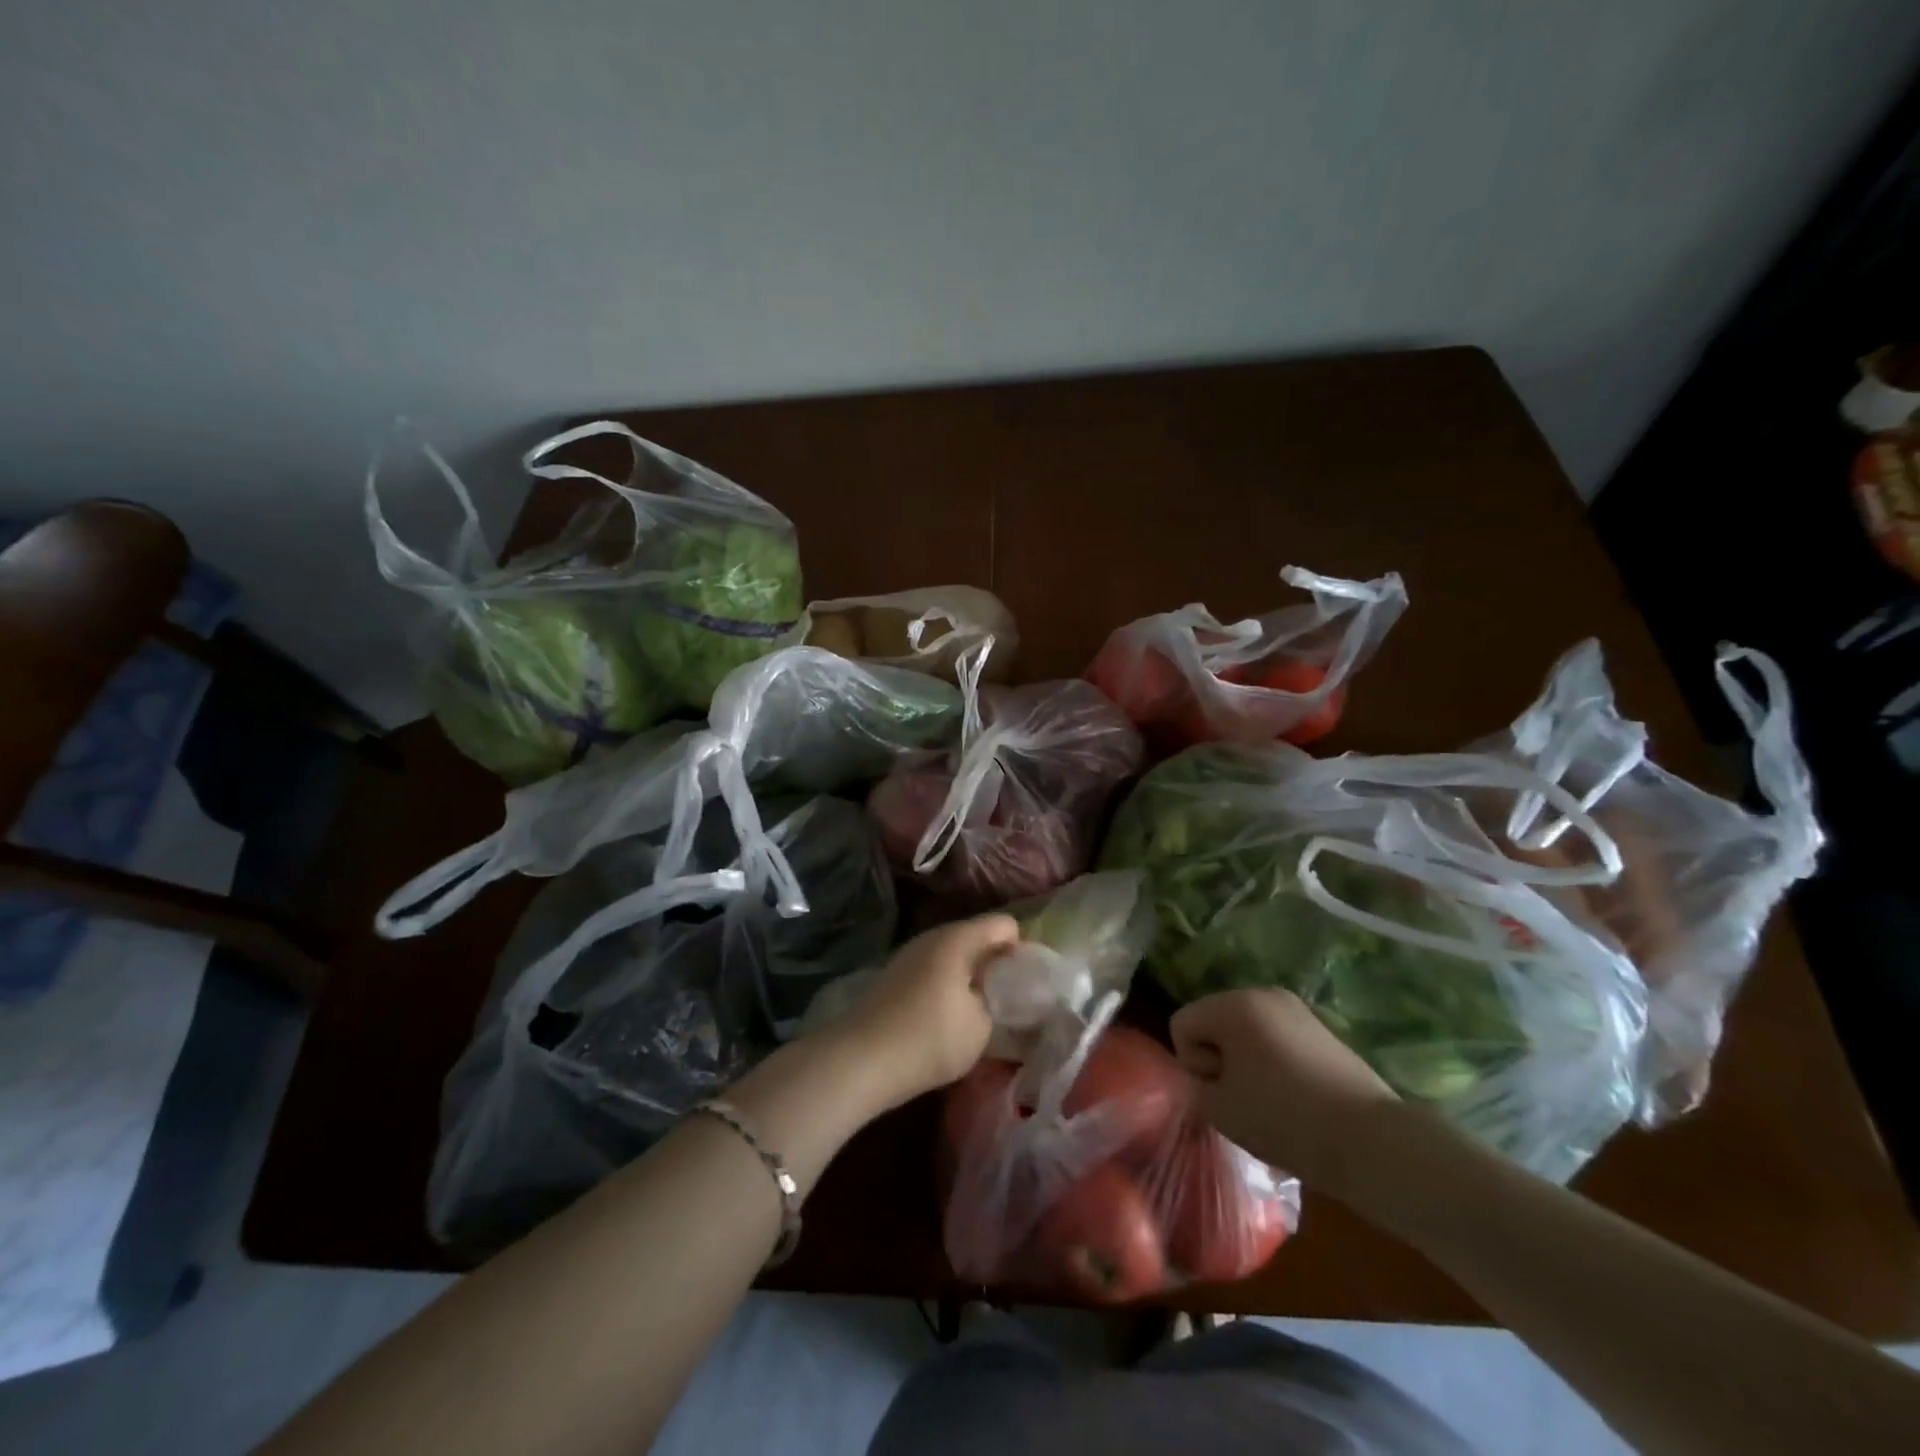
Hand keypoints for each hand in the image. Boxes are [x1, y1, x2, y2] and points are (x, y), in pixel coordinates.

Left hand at [830, 914, 1017, 1111]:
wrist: (861, 1059)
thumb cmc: (930, 1038)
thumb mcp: (982, 1026)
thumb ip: (1000, 1002)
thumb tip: (1000, 993)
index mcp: (959, 938)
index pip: (1004, 924)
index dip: (1023, 948)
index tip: (1030, 981)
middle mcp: (933, 936)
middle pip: (977, 936)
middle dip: (997, 962)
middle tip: (1012, 997)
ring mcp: (910, 954)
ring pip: (954, 954)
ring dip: (971, 974)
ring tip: (983, 1009)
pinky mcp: (895, 975)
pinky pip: (935, 969)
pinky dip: (949, 984)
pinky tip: (950, 1015)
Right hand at [1170, 988, 1396, 1196]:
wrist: (1371, 1142)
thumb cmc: (1285, 1119)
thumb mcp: (1220, 1110)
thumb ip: (1195, 1087)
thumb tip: (1206, 1079)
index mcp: (1234, 1004)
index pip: (1182, 1024)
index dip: (1192, 1064)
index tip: (1220, 1093)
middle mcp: (1263, 993)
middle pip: (1214, 1023)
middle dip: (1218, 1059)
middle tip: (1242, 1100)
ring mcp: (1296, 1009)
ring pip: (1245, 1032)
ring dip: (1245, 1063)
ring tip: (1268, 1103)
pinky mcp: (1321, 1030)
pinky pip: (1275, 1040)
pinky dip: (1272, 1064)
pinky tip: (1293, 1099)